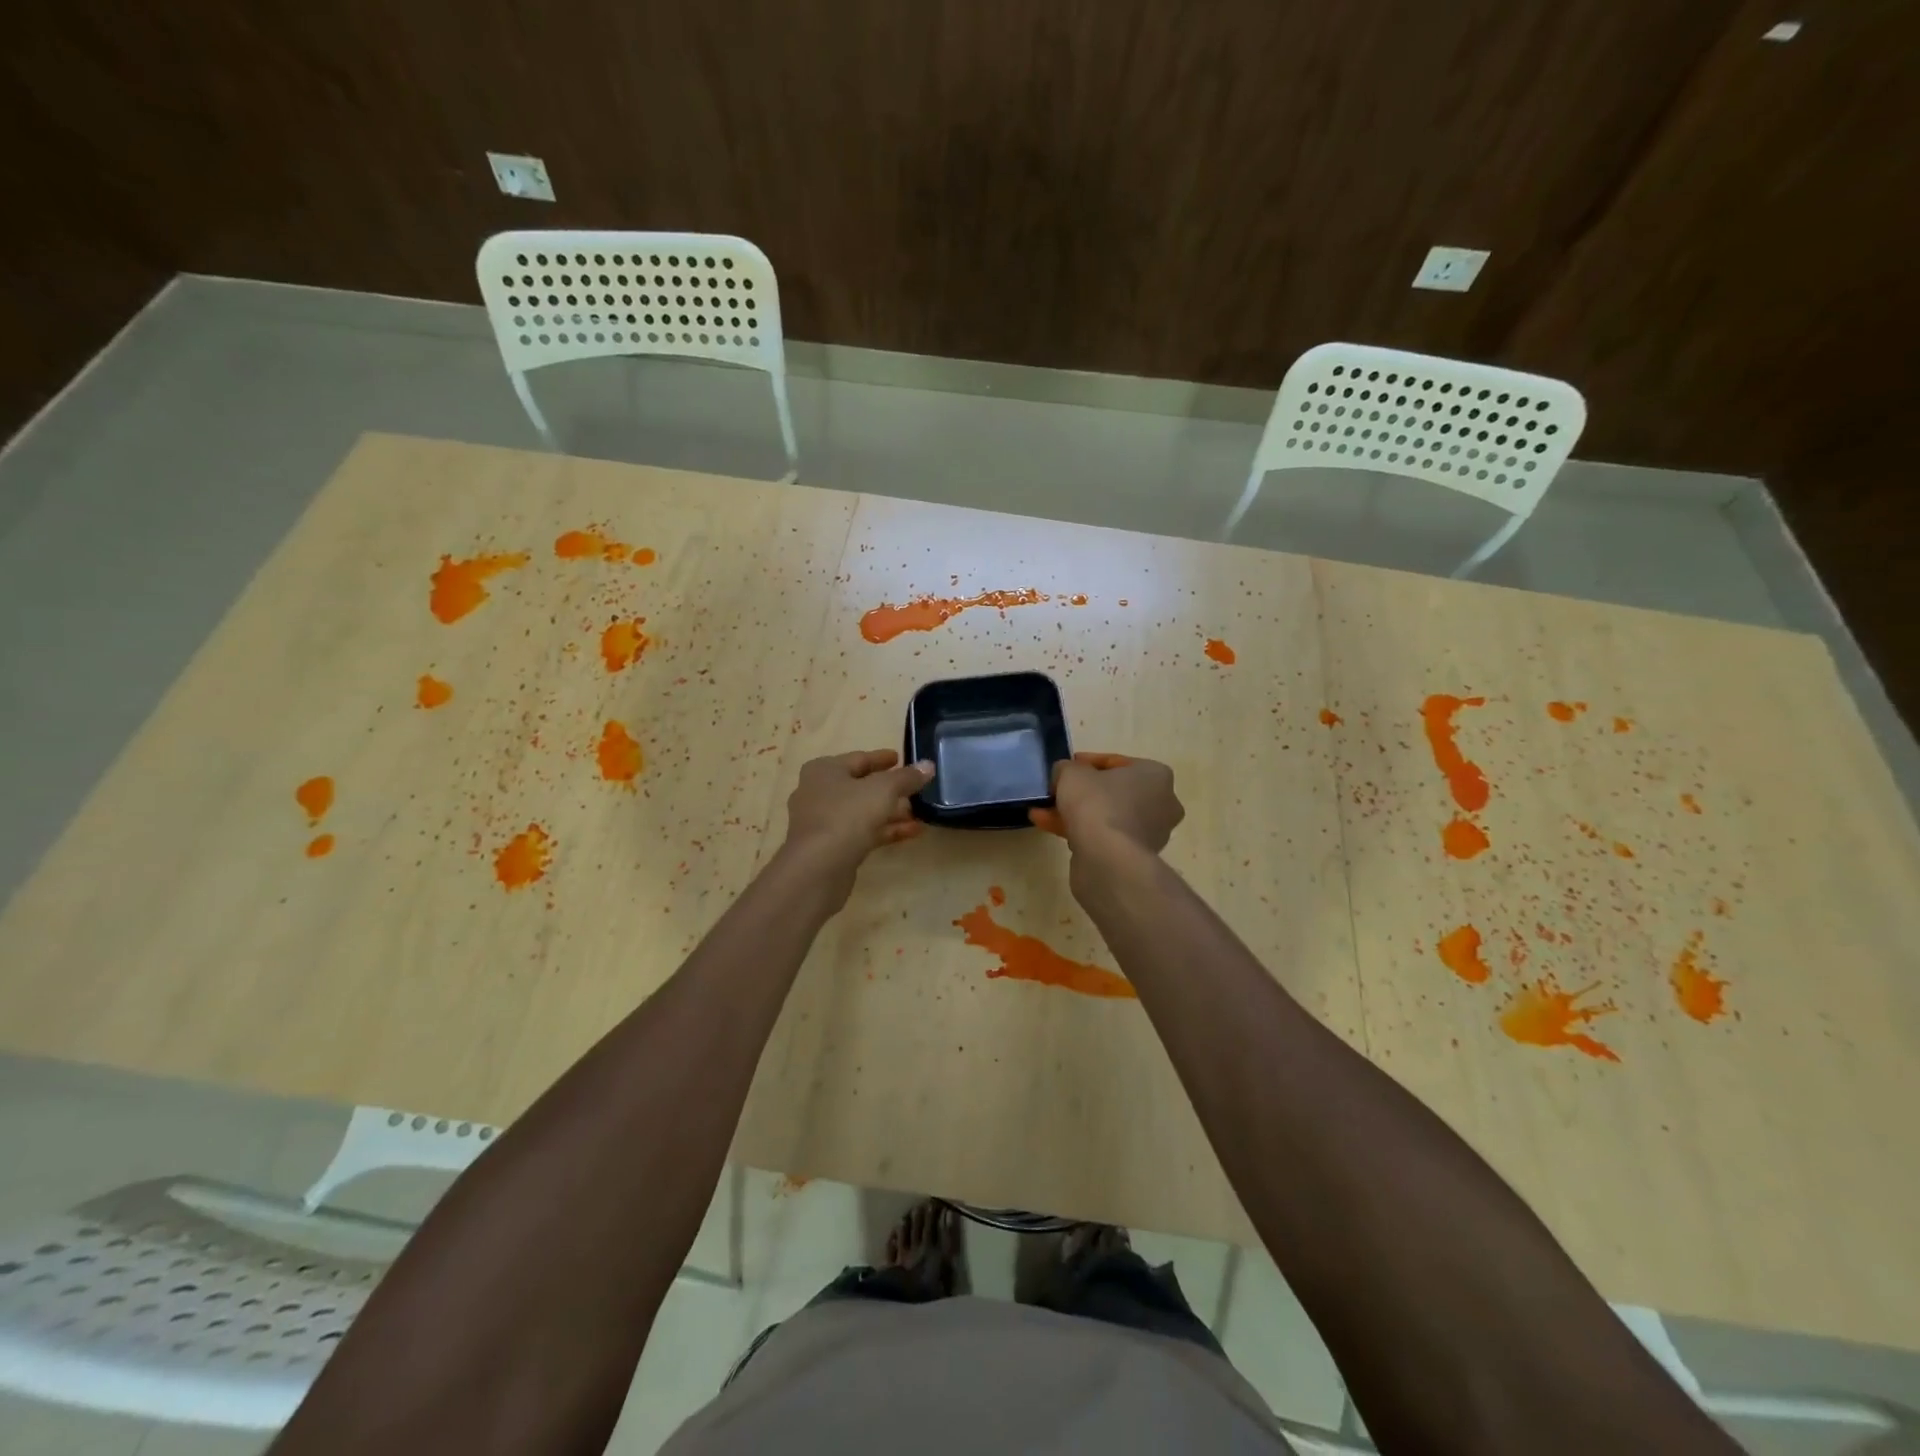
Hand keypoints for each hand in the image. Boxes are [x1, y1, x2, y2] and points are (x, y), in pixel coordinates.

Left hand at [782, 750, 933, 882]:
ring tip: (919, 812)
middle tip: (915, 788)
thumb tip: (928, 766)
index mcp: (824, 770)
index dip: (882, 758)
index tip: (901, 758)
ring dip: (891, 811)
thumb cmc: (847, 815)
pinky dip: (885, 830)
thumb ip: (907, 777)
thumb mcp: (883, 790)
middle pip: (860, 786)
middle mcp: (818, 792)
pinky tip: (913, 832)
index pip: (859, 759)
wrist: (817, 868)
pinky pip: (862, 832)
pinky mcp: (831, 848)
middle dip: (890, 788)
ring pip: (862, 811)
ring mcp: (823, 822)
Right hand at [1030, 752, 1182, 855]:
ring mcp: (1150, 833)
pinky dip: (1079, 831)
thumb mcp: (1071, 773)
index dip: (1086, 763)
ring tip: (1042, 812)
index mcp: (1156, 775)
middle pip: (1112, 791)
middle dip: (1081, 792)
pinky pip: (1104, 837)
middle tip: (1056, 791)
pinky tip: (1048, 827)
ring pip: (1106, 816)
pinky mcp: (1134, 857)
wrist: (1107, 859)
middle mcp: (1161, 803)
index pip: (1117, 763)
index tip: (1065, 768)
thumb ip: (1066, 768)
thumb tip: (1064, 775)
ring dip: (1075, 813)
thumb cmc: (1097, 803)